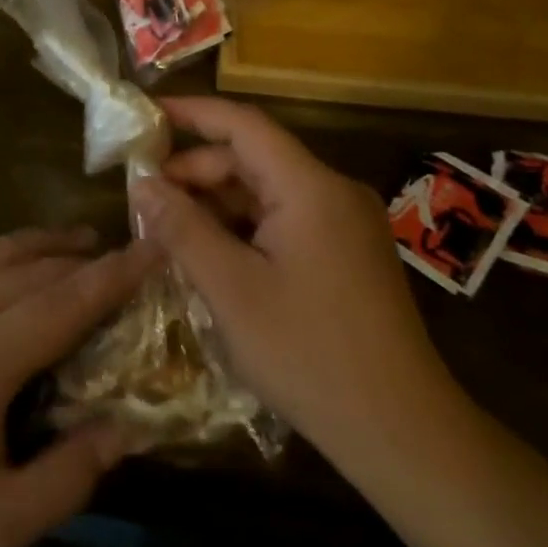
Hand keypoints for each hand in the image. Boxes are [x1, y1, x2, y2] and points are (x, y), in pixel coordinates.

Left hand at [0, 229, 157, 546]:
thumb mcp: (0, 520)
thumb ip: (70, 475)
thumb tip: (125, 428)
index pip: (66, 300)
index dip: (115, 273)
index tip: (152, 247)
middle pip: (36, 267)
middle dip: (84, 257)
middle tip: (121, 254)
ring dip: (43, 244)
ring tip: (78, 244)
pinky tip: (9, 260)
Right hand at [133, 97, 458, 476]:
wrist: (404, 434)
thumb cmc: (310, 354)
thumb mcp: (231, 289)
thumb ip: (183, 228)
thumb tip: (142, 184)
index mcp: (310, 187)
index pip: (243, 124)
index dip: (193, 112)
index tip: (147, 114)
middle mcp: (332, 192)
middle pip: (252, 159)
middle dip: (195, 172)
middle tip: (145, 199)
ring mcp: (345, 224)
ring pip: (266, 192)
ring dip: (216, 204)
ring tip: (169, 231)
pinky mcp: (348, 254)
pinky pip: (284, 220)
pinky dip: (243, 228)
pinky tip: (212, 256)